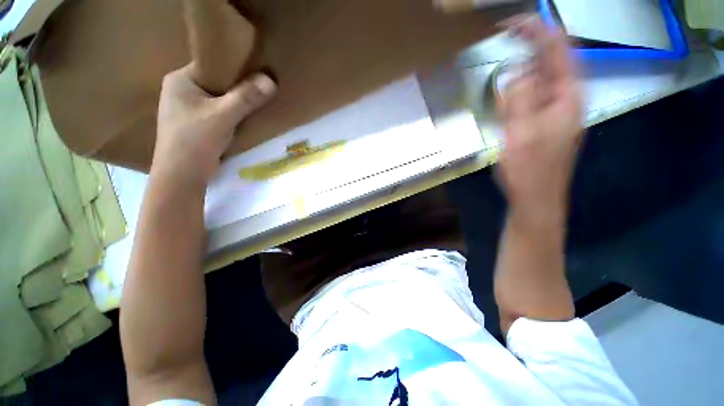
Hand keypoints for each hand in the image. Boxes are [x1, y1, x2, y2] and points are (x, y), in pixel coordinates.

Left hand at [153, 64, 275, 184]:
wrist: (182, 175)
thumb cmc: (195, 140)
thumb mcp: (222, 116)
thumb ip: (246, 98)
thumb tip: (270, 80)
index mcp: (180, 79)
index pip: (212, 65)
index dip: (235, 68)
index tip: (258, 73)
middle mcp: (182, 90)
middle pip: (218, 83)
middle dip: (239, 88)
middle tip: (262, 90)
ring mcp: (189, 108)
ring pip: (220, 99)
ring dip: (238, 103)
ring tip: (258, 103)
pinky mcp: (198, 124)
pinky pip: (220, 113)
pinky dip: (233, 115)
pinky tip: (246, 118)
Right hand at [497, 16, 581, 225]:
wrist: (535, 198)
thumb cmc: (530, 169)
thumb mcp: (521, 133)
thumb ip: (519, 99)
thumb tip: (514, 72)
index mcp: (568, 96)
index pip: (558, 50)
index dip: (538, 31)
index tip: (511, 24)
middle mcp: (566, 99)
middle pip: (552, 61)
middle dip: (530, 46)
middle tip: (505, 38)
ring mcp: (554, 112)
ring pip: (541, 80)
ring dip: (523, 69)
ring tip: (504, 64)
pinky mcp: (542, 123)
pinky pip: (532, 98)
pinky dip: (519, 89)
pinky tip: (507, 94)